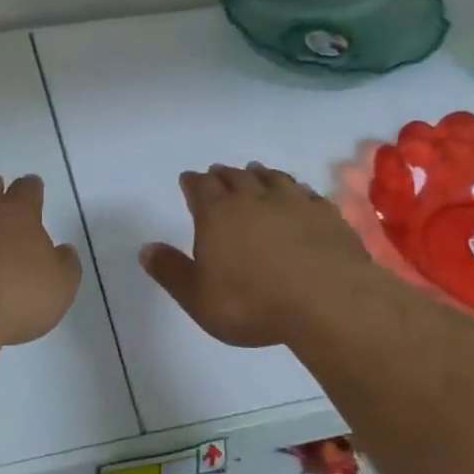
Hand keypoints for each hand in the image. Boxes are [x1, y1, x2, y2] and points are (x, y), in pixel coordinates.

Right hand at [140, 164, 377, 348]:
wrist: (326, 300)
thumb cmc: (252, 302)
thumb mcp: (198, 297)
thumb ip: (171, 271)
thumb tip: (146, 248)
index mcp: (217, 213)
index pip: (200, 187)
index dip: (192, 183)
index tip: (188, 179)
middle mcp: (253, 198)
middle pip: (235, 177)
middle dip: (223, 175)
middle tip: (218, 173)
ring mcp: (293, 202)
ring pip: (272, 178)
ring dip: (260, 174)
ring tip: (256, 172)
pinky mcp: (326, 214)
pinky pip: (306, 192)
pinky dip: (296, 189)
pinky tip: (298, 194)